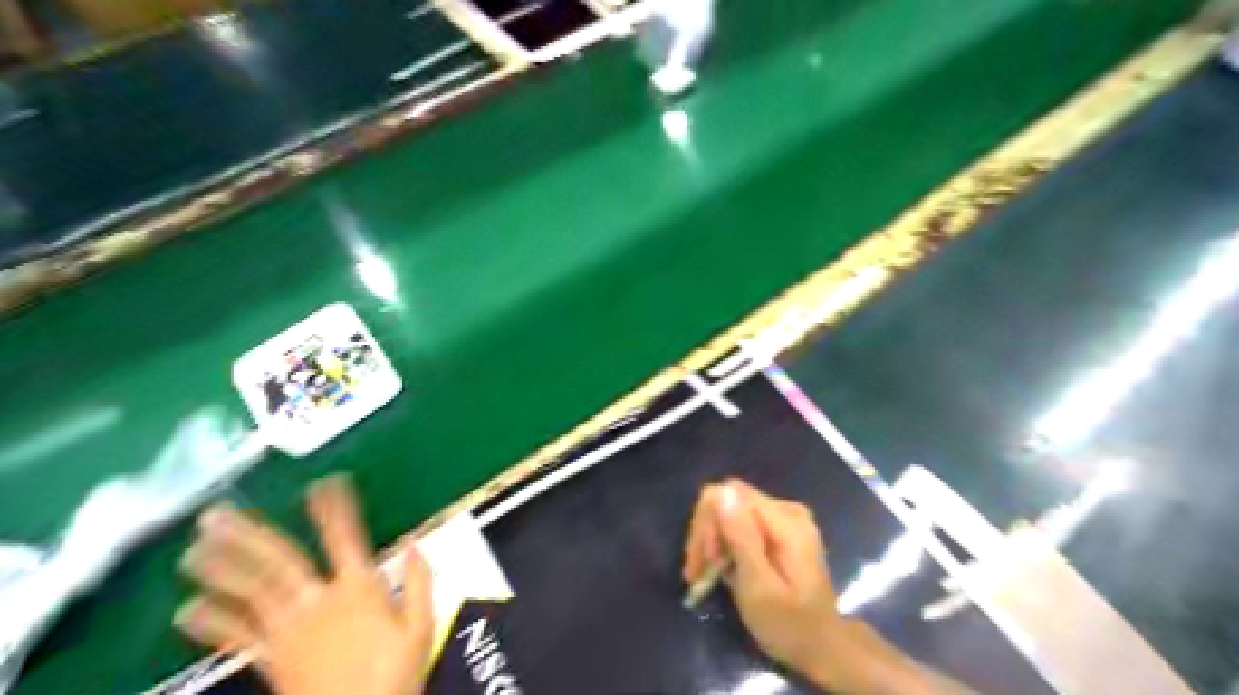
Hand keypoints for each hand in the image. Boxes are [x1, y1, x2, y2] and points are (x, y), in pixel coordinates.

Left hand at [177, 474, 432, 694]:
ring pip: (252, 594)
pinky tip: (187, 610)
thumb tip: (417, 544)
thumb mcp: (422, 628)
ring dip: (222, 570)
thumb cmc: (394, 676)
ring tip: (193, 549)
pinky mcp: (272, 658)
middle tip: (214, 516)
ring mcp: (290, 631)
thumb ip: (421, 582)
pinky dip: (213, 622)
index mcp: (359, 589)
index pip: (346, 539)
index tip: (324, 484)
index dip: (334, 510)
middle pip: (280, 563)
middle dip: (247, 537)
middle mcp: (319, 602)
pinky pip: (238, 636)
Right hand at [683, 480, 846, 676]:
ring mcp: (783, 518)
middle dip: (706, 533)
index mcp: (786, 521)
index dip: (708, 522)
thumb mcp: (759, 587)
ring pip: (729, 511)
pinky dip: (724, 545)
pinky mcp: (777, 530)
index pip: (730, 494)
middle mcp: (786, 509)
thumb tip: (721, 492)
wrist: (822, 648)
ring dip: (711, 541)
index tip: (702, 561)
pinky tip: (718, 570)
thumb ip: (741, 538)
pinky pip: (739, 523)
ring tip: (703, 575)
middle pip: (728, 500)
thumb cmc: (789, 625)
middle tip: (696, 573)